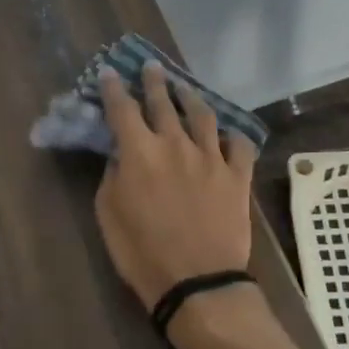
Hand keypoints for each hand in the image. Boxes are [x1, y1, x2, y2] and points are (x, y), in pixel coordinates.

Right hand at [95, 60, 257, 310]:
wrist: (198, 282)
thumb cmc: (143, 253)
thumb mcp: (109, 214)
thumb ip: (112, 175)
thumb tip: (120, 154)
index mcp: (139, 152)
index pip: (121, 108)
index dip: (113, 88)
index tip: (109, 72)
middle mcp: (175, 143)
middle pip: (163, 102)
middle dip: (154, 81)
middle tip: (151, 67)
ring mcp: (210, 157)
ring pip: (202, 114)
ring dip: (191, 96)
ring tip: (185, 88)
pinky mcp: (236, 175)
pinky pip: (239, 145)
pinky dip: (232, 135)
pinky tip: (227, 133)